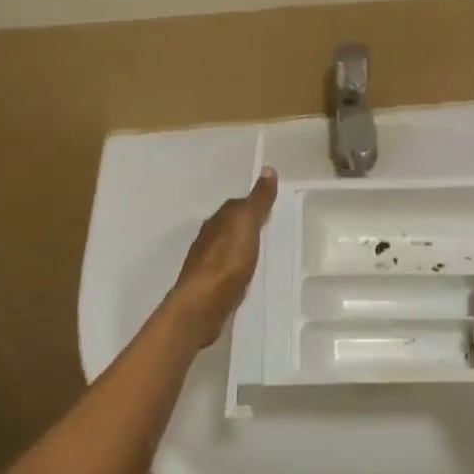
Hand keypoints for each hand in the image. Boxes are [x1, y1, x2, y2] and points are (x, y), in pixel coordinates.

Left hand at [163, 168, 278, 348]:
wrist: (202, 305)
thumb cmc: (227, 261)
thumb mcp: (247, 225)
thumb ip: (258, 200)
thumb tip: (268, 169)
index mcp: (218, 220)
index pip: (237, 205)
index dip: (254, 204)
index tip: (271, 208)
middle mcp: (208, 238)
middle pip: (230, 226)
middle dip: (247, 226)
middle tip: (270, 229)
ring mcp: (206, 263)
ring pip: (227, 248)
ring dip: (240, 248)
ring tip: (261, 253)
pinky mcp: (208, 286)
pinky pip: (226, 270)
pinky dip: (236, 268)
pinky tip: (246, 276)